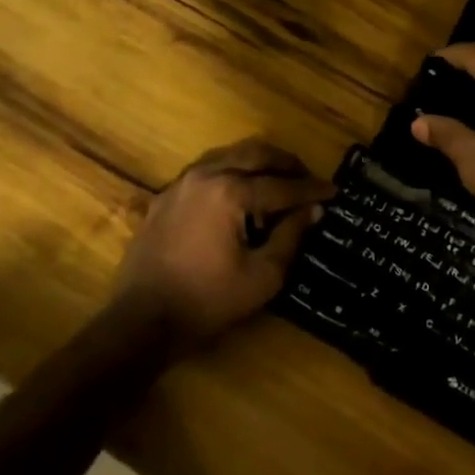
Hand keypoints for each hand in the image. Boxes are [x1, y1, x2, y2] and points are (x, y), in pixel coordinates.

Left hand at [113, 138, 332, 351]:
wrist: (141, 320)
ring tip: (277, 179)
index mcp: (230, 192)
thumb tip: (313, 209)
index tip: (333, 191)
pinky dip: (229, 171)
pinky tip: (238, 191)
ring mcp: (181, 182)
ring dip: (256, 162)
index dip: (310, 189)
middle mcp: (206, 174)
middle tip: (307, 176)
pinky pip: (205, 169)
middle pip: (254, 154)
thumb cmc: (207, 301)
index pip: (281, 185)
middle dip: (285, 163)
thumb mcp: (262, 277)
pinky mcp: (165, 195)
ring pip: (228, 154)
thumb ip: (290, 237)